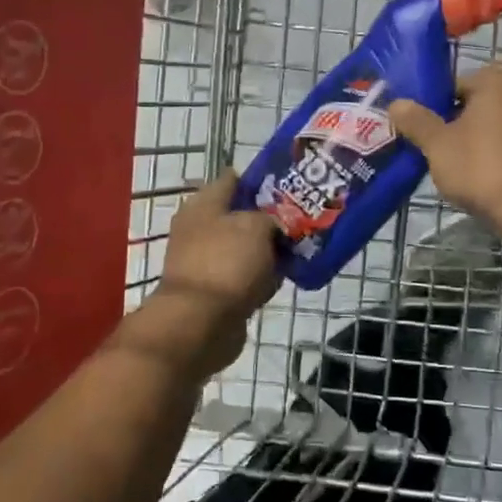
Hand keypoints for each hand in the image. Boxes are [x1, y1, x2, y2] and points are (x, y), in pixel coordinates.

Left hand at [131, 172, 279, 375]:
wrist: (201, 323)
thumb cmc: (227, 263)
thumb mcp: (256, 226)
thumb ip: (270, 217)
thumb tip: (273, 224)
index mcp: (203, 204)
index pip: (234, 179)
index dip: (262, 180)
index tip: (290, 186)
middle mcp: (200, 228)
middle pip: (240, 215)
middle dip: (269, 219)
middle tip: (300, 221)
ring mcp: (206, 260)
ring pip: (245, 247)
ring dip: (267, 251)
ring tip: (299, 250)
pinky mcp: (215, 289)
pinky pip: (244, 275)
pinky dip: (260, 277)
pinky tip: (281, 279)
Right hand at [389, 64, 501, 246]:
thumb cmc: (481, 168)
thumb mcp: (437, 145)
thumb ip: (416, 121)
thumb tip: (396, 104)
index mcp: (497, 80)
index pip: (454, 84)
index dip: (433, 108)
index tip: (423, 132)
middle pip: (479, 103)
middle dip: (459, 122)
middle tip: (439, 150)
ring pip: (499, 124)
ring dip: (482, 138)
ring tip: (463, 167)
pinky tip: (490, 176)